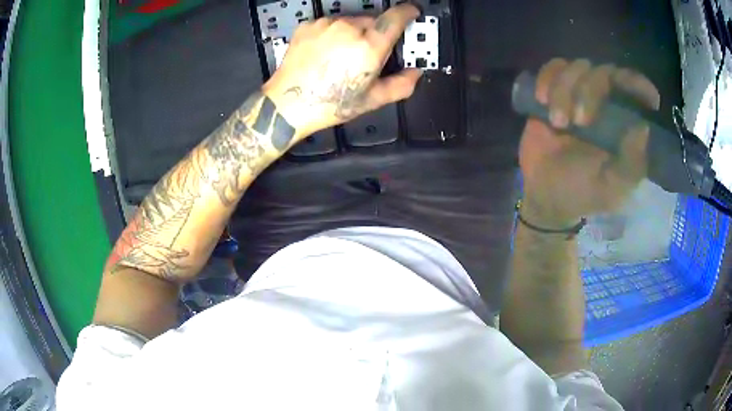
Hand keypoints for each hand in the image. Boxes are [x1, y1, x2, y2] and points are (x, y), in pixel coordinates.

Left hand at [262, 3, 422, 138]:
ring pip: (351, 22)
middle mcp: (348, 28)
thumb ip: (402, 84)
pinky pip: (331, 24)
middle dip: (376, 34)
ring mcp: (326, 25)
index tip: (412, 12)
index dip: (408, 12)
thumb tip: (415, 72)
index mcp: (369, 46)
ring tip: (342, 58)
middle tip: (367, 56)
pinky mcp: (310, 25)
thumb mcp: (372, 100)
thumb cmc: (328, 103)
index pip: (396, 17)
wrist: (287, 103)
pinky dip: (334, 34)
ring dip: (354, 33)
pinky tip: (327, 53)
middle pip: (374, 21)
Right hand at [519, 59, 660, 226]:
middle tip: (579, 122)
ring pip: (578, 66)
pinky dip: (547, 78)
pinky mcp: (554, 91)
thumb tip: (643, 126)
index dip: (639, 86)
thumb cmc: (584, 192)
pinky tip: (542, 100)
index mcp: (625, 124)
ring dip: (565, 90)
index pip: (636, 92)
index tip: (641, 97)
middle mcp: (606, 102)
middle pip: (606, 72)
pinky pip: (552, 67)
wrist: (546, 194)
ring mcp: (579, 93)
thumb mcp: (613, 188)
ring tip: (557, 122)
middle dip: (590, 91)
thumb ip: (631, 164)